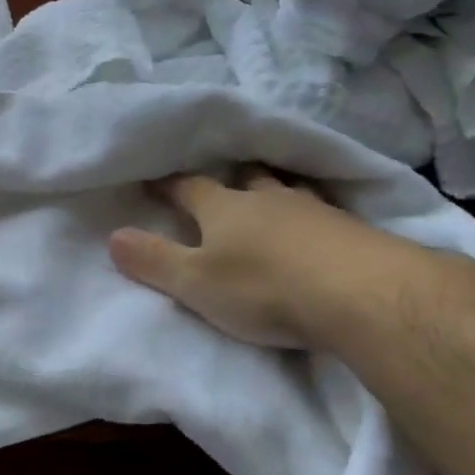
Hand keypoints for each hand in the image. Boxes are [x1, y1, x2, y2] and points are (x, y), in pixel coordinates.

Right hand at [108, 168, 419, 348]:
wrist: (362, 295)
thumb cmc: (264, 288)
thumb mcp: (195, 283)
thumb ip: (154, 261)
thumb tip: (113, 236)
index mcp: (224, 208)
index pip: (189, 187)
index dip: (169, 185)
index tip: (154, 181)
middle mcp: (268, 199)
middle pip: (245, 179)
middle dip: (229, 181)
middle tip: (222, 186)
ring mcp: (315, 210)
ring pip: (287, 191)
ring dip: (275, 193)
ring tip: (271, 200)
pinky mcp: (353, 230)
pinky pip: (323, 213)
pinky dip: (311, 218)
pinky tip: (317, 230)